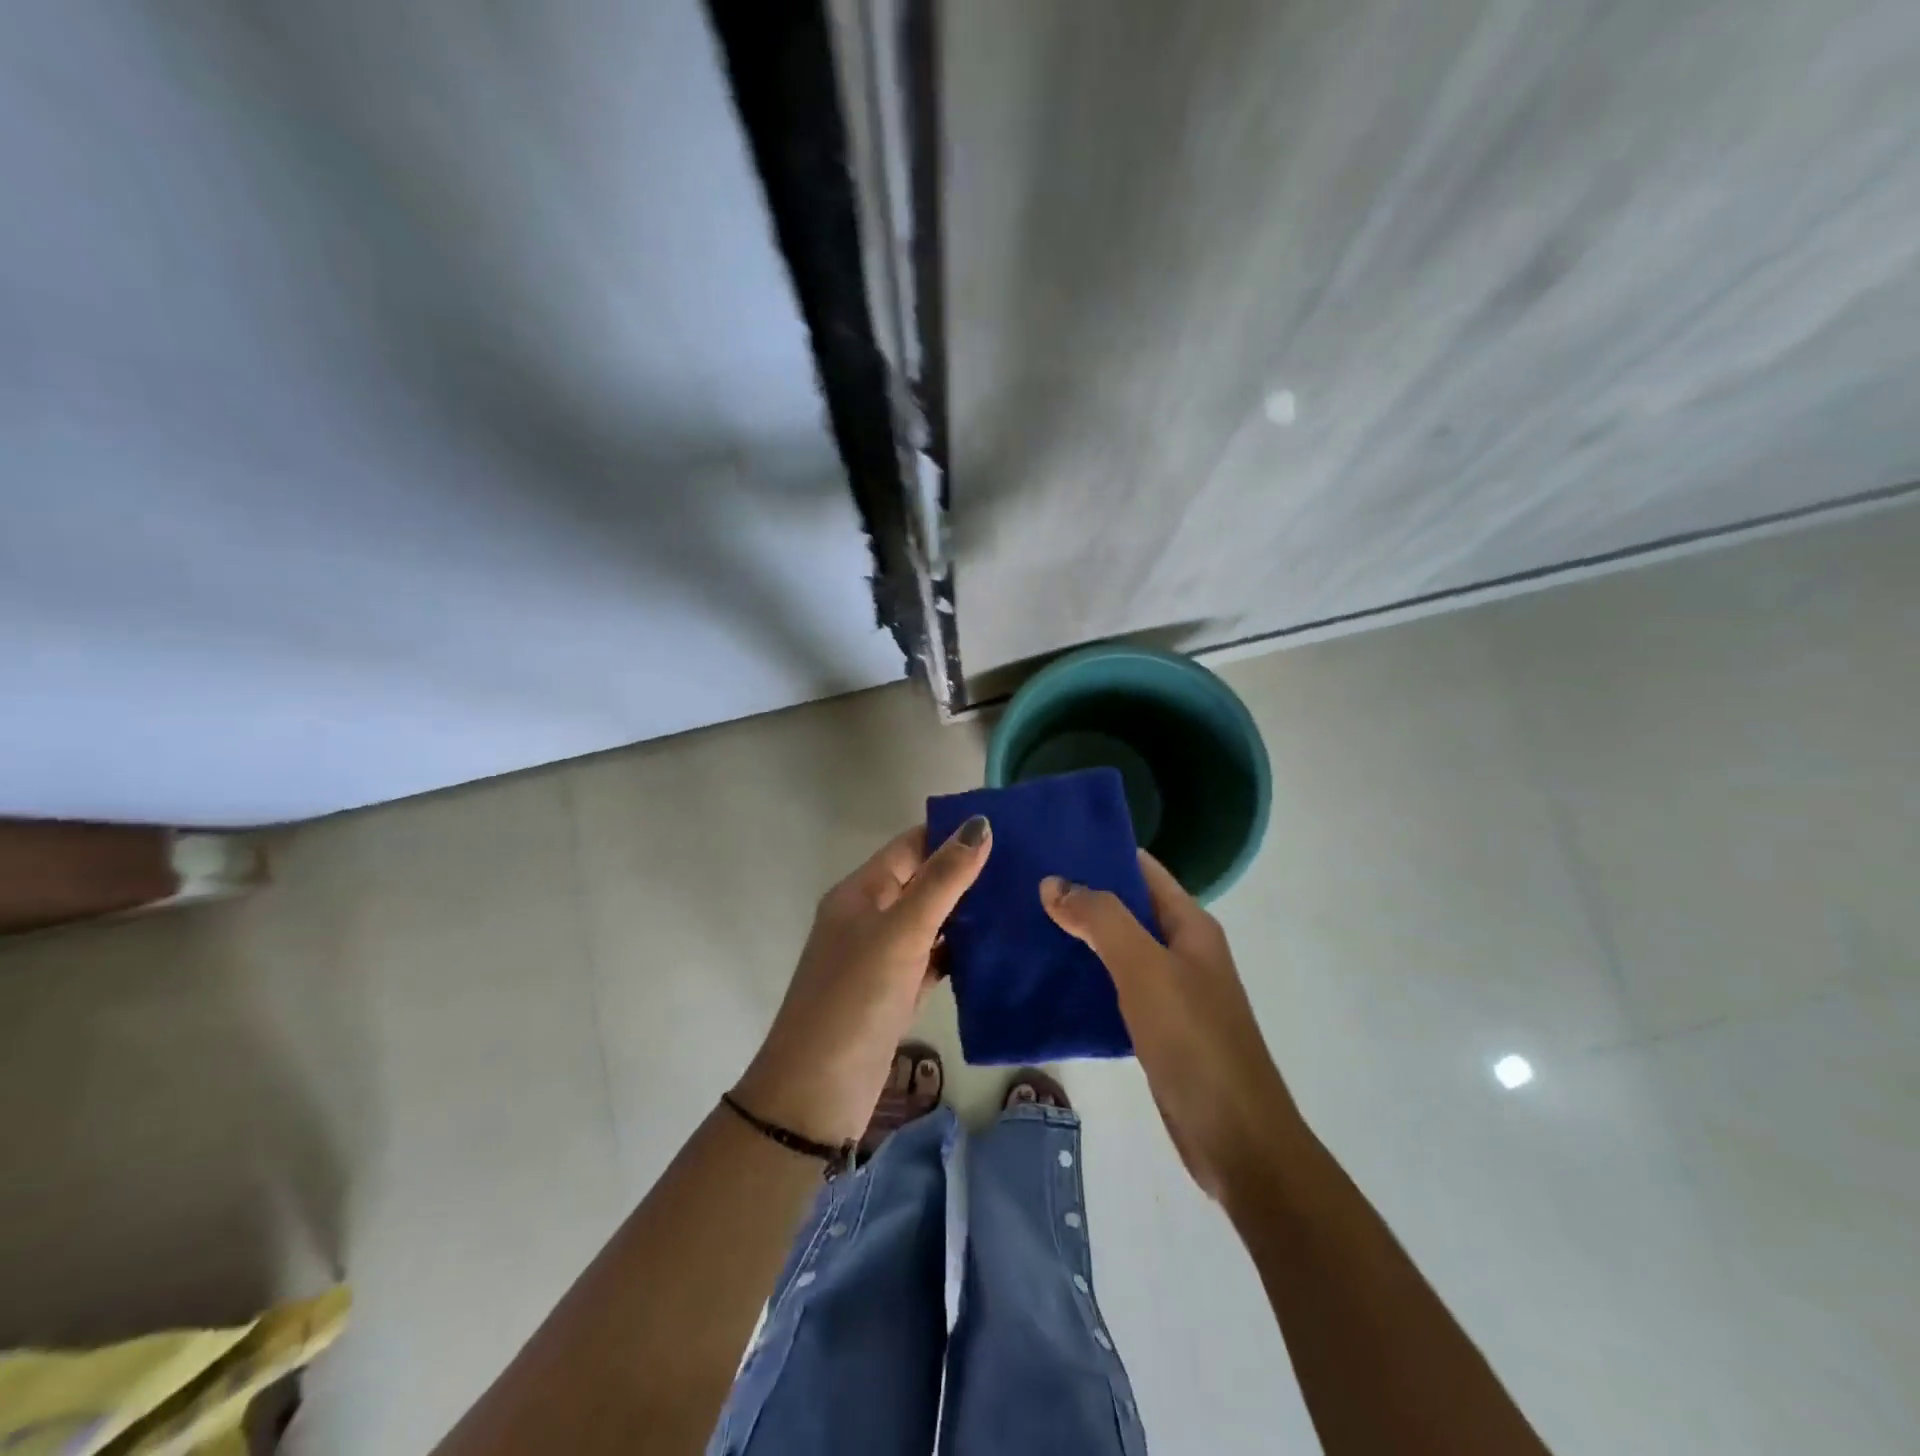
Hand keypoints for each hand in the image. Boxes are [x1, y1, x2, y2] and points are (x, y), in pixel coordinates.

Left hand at [734, 816, 990, 1146]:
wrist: (817, 1092)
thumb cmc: (856, 998)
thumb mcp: (902, 931)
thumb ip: (942, 879)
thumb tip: (980, 824)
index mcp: (861, 892)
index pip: (911, 845)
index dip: (952, 833)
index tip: (1006, 826)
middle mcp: (870, 918)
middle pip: (923, 881)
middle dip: (967, 872)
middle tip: (1027, 864)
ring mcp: (883, 957)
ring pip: (932, 922)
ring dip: (969, 913)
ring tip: (1023, 899)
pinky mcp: (897, 992)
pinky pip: (935, 959)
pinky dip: (961, 953)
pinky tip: (999, 949)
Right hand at [1041, 853, 1297, 1200]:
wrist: (1237, 1140)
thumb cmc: (1194, 1041)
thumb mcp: (1145, 968)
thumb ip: (1101, 920)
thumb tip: (1053, 882)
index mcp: (1190, 925)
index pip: (1141, 869)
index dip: (1099, 852)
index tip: (1048, 844)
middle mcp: (1183, 950)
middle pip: (1127, 907)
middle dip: (1081, 894)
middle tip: (1023, 883)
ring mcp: (1172, 990)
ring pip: (1118, 948)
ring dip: (1080, 935)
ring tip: (1025, 922)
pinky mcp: (1158, 1027)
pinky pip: (1116, 987)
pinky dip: (1086, 976)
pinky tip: (1048, 978)